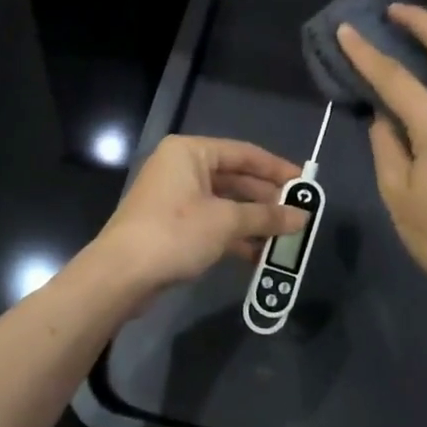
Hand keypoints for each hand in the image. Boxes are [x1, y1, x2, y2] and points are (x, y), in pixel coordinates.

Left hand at [90, 135, 307, 296]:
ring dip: (253, 220)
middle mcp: (181, 167)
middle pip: (234, 178)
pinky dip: (234, 235)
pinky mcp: (170, 225)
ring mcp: (174, 197)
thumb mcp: (226, 222)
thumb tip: (301, 217)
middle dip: (266, 199)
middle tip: (298, 214)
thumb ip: (266, 217)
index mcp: (190, 152)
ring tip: (284, 237)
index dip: (276, 169)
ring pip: (224, 203)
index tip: (305, 183)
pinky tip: (258, 254)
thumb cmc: (175, 233)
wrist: (121, 274)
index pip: (243, 153)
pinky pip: (211, 222)